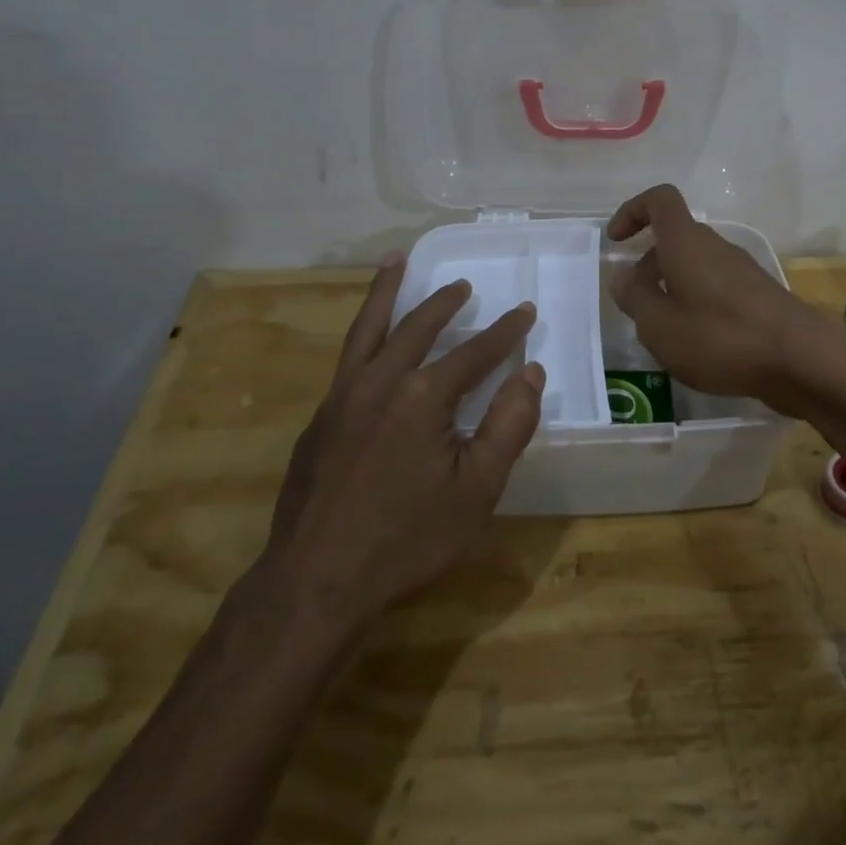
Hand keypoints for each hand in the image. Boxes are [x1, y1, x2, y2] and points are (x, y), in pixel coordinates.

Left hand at [254, 256, 543, 639]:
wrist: (314, 583)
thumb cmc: (406, 539)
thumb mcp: (476, 491)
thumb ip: (508, 426)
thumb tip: (531, 372)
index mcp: (423, 395)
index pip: (475, 352)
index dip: (505, 332)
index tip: (525, 311)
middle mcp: (380, 381)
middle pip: (418, 327)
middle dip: (446, 302)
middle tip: (463, 285)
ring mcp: (342, 396)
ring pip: (369, 328)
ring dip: (387, 292)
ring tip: (396, 261)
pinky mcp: (319, 418)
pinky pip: (347, 357)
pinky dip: (363, 331)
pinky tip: (370, 340)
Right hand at [608, 184, 844, 412]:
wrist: (802, 360)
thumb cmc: (721, 337)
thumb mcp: (660, 326)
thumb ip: (635, 298)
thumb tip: (624, 276)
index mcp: (686, 242)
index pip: (660, 199)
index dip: (633, 210)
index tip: (616, 241)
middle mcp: (715, 246)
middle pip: (675, 238)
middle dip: (649, 265)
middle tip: (638, 307)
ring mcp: (741, 270)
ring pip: (695, 265)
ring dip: (673, 289)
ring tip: (667, 335)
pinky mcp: (758, 295)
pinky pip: (716, 287)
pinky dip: (697, 304)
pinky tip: (700, 345)